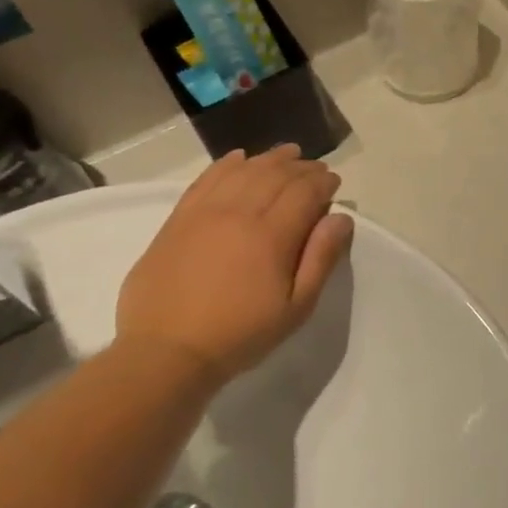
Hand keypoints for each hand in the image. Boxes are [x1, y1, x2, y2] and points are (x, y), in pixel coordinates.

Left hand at [115, 146, 353, 387]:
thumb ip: (321, 258)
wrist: (166, 352)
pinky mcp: (177, 219)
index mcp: (271, 235)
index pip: (304, 191)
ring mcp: (203, 212)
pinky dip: (226, 164)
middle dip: (300, 167)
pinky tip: (239, 158)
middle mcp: (238, 213)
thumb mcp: (296, 307)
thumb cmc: (240, 335)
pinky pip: (205, 179)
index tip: (334, 182)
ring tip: (286, 154)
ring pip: (242, 171)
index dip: (323, 182)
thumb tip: (340, 217)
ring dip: (268, 159)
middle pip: (275, 175)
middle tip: (315, 168)